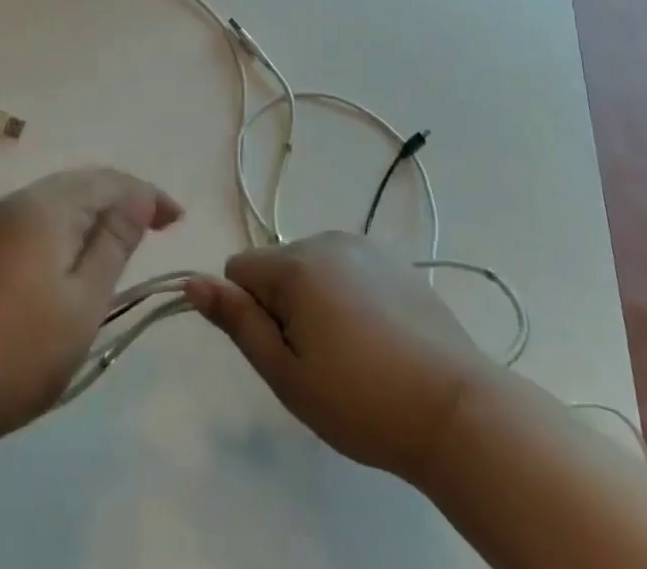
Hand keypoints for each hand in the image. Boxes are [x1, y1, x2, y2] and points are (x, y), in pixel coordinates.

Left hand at [0, 168, 180, 455]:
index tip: (179, 219)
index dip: (148, 195)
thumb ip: (115, 243)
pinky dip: (71, 225)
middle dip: (124, 198)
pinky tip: (79, 252)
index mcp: (48, 206)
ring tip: (125, 239)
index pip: (110, 181)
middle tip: (158, 226)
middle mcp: (21, 200)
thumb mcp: (83, 302)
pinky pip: (41, 216)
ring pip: (61, 199)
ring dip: (97, 211)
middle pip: (84, 183)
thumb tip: (139, 196)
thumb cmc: (18, 352)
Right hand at [184, 232, 486, 483]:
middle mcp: (326, 239)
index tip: (283, 351)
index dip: (249, 312)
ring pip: (312, 266)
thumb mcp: (287, 375)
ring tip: (351, 353)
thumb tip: (192, 282)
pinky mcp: (394, 259)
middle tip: (317, 361)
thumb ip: (238, 323)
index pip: (239, 269)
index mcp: (296, 264)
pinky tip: (377, 337)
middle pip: (277, 265)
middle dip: (283, 305)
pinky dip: (347, 294)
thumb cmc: (361, 400)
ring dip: (314, 299)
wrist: (454, 407)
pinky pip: (347, 268)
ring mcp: (364, 246)